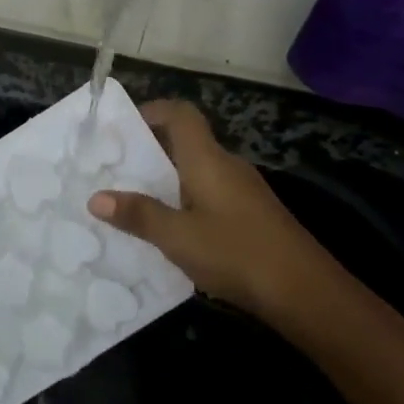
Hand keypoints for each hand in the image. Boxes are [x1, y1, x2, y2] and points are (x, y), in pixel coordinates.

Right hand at [88, 100, 348, 327]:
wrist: (307, 293)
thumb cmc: (237, 253)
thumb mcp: (178, 237)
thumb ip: (138, 216)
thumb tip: (96, 198)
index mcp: (207, 159)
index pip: (180, 114)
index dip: (152, 110)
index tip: (121, 127)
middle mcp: (227, 166)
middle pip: (186, 142)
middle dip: (150, 151)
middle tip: (115, 170)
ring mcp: (244, 191)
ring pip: (198, 172)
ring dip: (167, 180)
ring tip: (134, 202)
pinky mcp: (253, 216)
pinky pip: (210, 195)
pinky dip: (186, 202)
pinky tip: (172, 233)